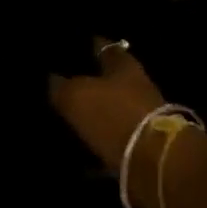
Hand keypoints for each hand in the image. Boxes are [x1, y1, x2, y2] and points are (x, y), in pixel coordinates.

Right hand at [49, 39, 165, 172]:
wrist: (153, 162)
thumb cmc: (114, 115)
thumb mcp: (77, 96)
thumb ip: (61, 86)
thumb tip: (52, 80)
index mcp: (123, 64)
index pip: (103, 46)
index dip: (85, 45)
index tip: (67, 48)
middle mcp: (135, 84)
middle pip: (106, 79)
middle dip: (86, 82)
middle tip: (57, 87)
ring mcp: (139, 115)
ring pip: (108, 108)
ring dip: (91, 113)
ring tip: (63, 117)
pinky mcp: (140, 144)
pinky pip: (111, 137)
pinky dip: (96, 141)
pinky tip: (76, 146)